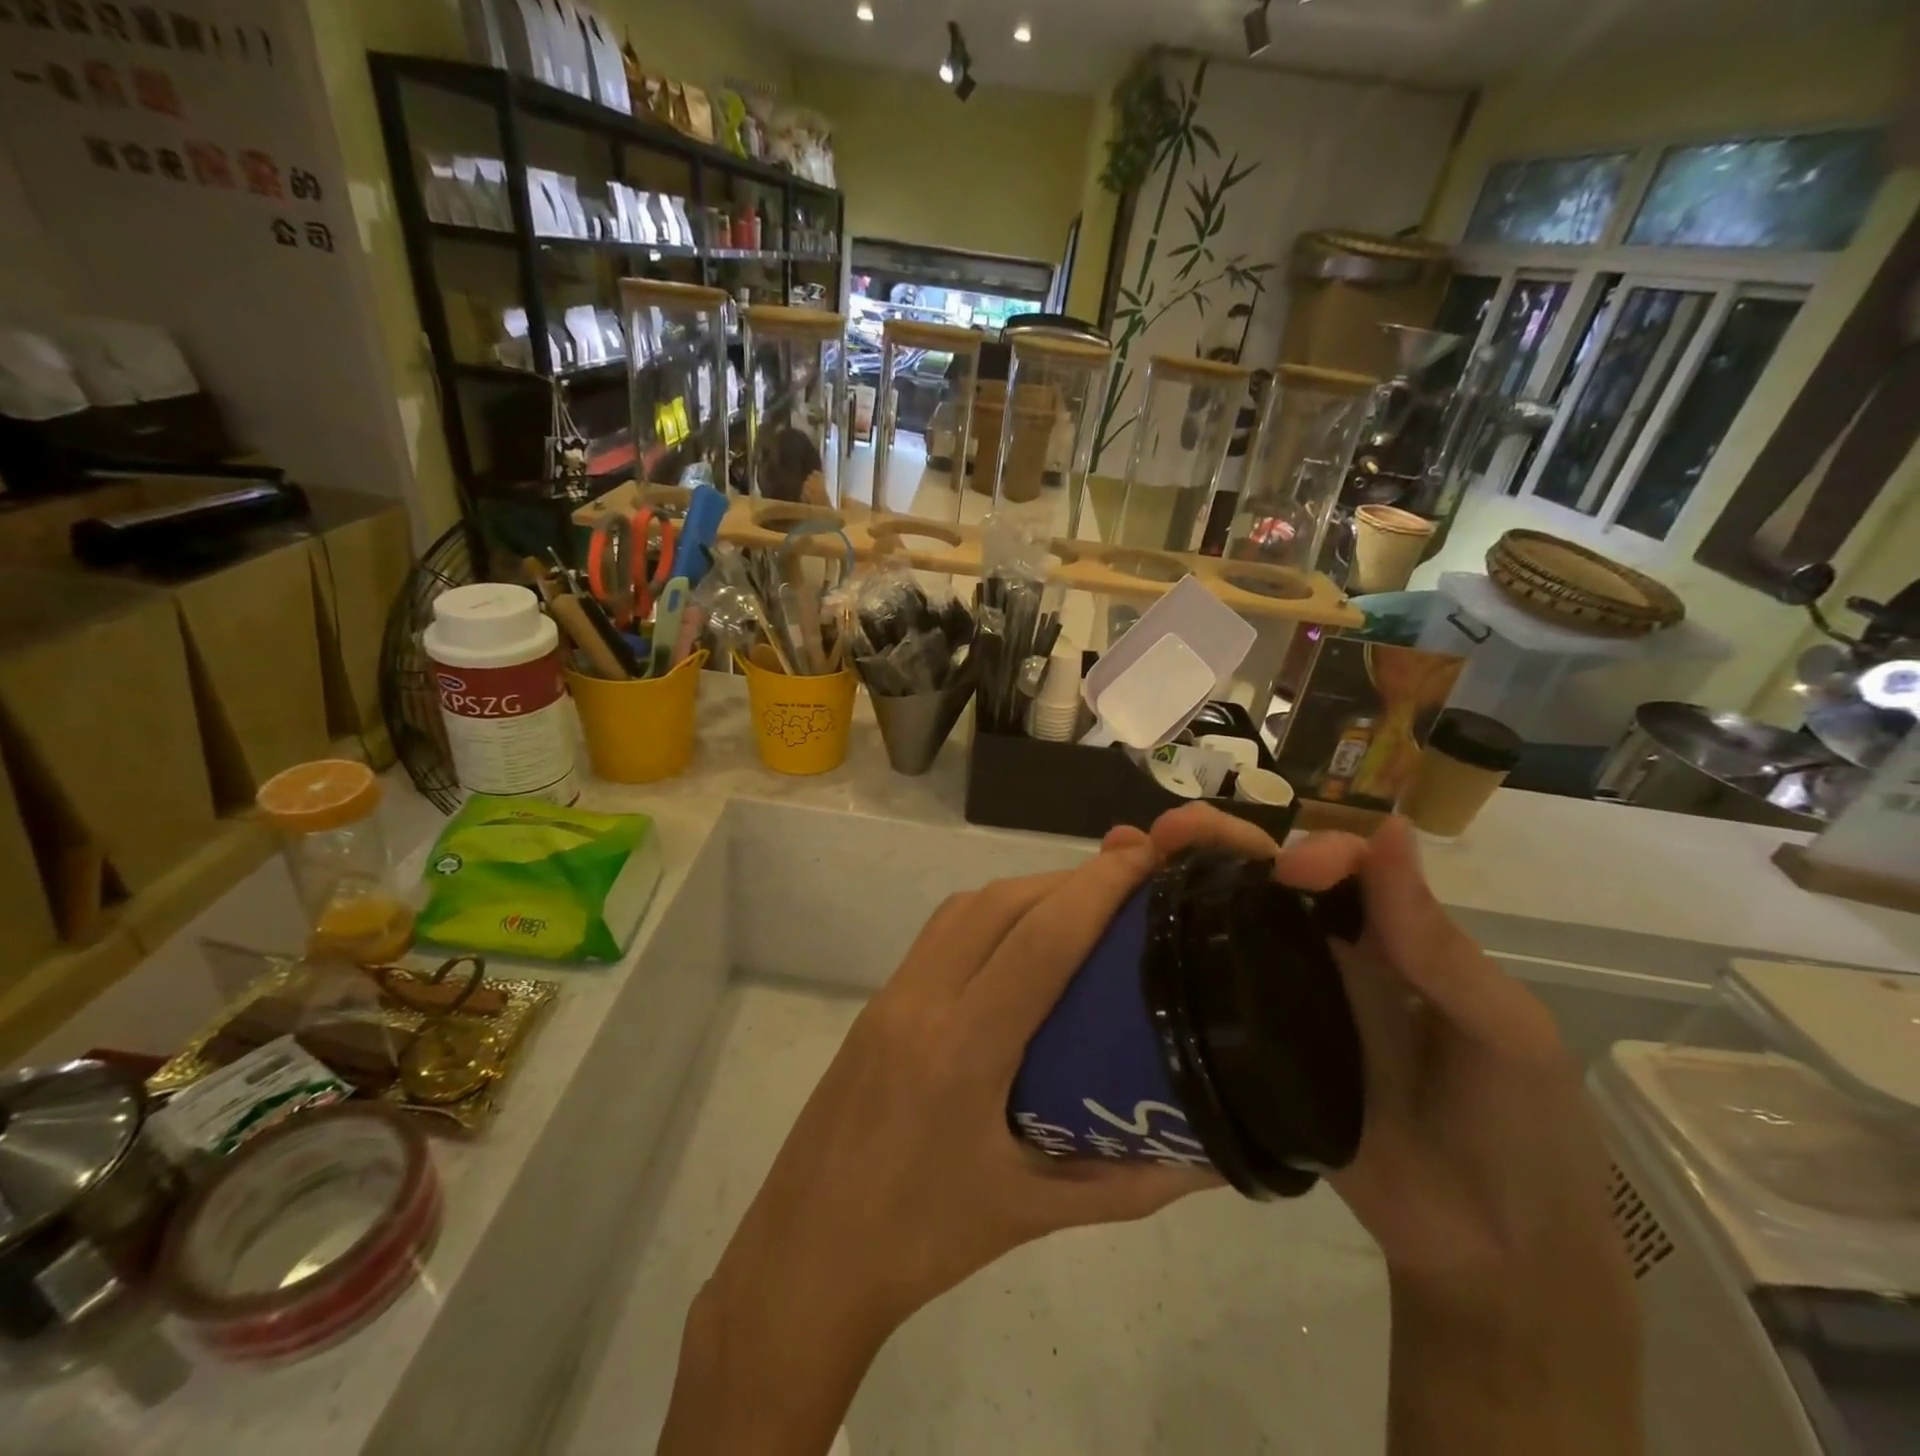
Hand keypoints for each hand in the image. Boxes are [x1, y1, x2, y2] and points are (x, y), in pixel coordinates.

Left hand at [660, 840, 1218, 1453]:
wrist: (807, 1254)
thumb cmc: (922, 1241)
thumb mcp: (1033, 1215)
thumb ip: (1129, 1184)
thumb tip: (1210, 1155)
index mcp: (964, 1051)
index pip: (1041, 941)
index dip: (1097, 888)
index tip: (1144, 857)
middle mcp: (924, 1002)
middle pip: (1003, 904)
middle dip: (1069, 878)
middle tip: (1128, 880)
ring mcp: (892, 994)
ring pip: (966, 907)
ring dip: (1026, 889)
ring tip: (1080, 902)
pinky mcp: (878, 1000)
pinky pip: (940, 930)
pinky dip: (988, 912)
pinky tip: (1018, 939)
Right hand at [1122, 806, 1640, 1454]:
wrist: (1483, 1252)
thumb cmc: (1517, 1127)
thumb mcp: (1500, 1029)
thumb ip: (1435, 942)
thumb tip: (1391, 828)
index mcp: (1388, 935)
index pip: (1339, 865)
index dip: (1312, 851)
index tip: (1288, 872)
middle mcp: (1327, 954)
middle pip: (1263, 879)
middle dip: (1216, 841)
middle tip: (1166, 831)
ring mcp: (1283, 999)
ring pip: (1225, 923)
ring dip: (1178, 882)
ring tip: (1124, 858)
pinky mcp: (1249, 1047)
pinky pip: (1207, 991)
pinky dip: (1167, 953)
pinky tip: (1122, 937)